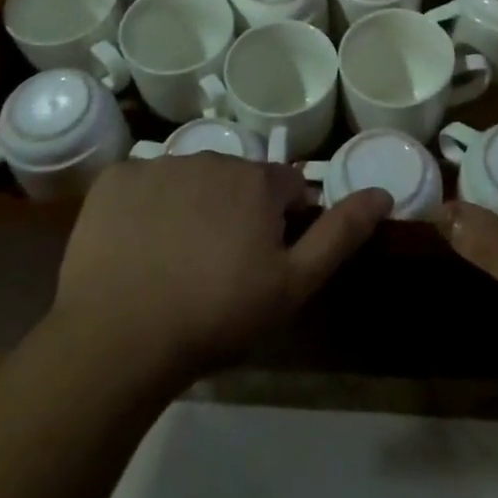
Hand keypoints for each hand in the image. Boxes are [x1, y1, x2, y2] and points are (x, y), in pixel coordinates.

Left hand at [51, 154, 391, 387]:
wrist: (119, 339)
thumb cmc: (216, 314)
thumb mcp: (292, 284)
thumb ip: (340, 234)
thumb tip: (382, 192)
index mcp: (257, 181)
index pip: (287, 186)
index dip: (283, 221)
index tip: (264, 259)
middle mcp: (212, 157)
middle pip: (237, 179)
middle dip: (236, 210)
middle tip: (218, 265)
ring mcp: (158, 165)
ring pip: (189, 179)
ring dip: (191, 206)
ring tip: (174, 261)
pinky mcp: (115, 180)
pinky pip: (140, 185)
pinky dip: (143, 207)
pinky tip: (136, 248)